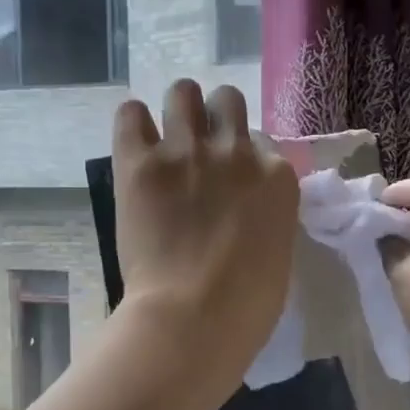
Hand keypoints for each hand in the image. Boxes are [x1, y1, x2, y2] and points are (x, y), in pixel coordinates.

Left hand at [111, 81, 299, 401]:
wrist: (193, 318)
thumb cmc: (247, 304)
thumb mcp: (279, 251)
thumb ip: (266, 214)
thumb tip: (246, 206)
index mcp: (276, 175)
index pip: (262, 141)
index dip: (244, 157)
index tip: (232, 178)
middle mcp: (235, 150)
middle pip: (226, 100)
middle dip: (214, 116)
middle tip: (200, 146)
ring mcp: (186, 151)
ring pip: (182, 92)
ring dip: (177, 109)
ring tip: (166, 136)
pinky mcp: (141, 163)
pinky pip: (130, 115)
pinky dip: (133, 123)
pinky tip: (135, 142)